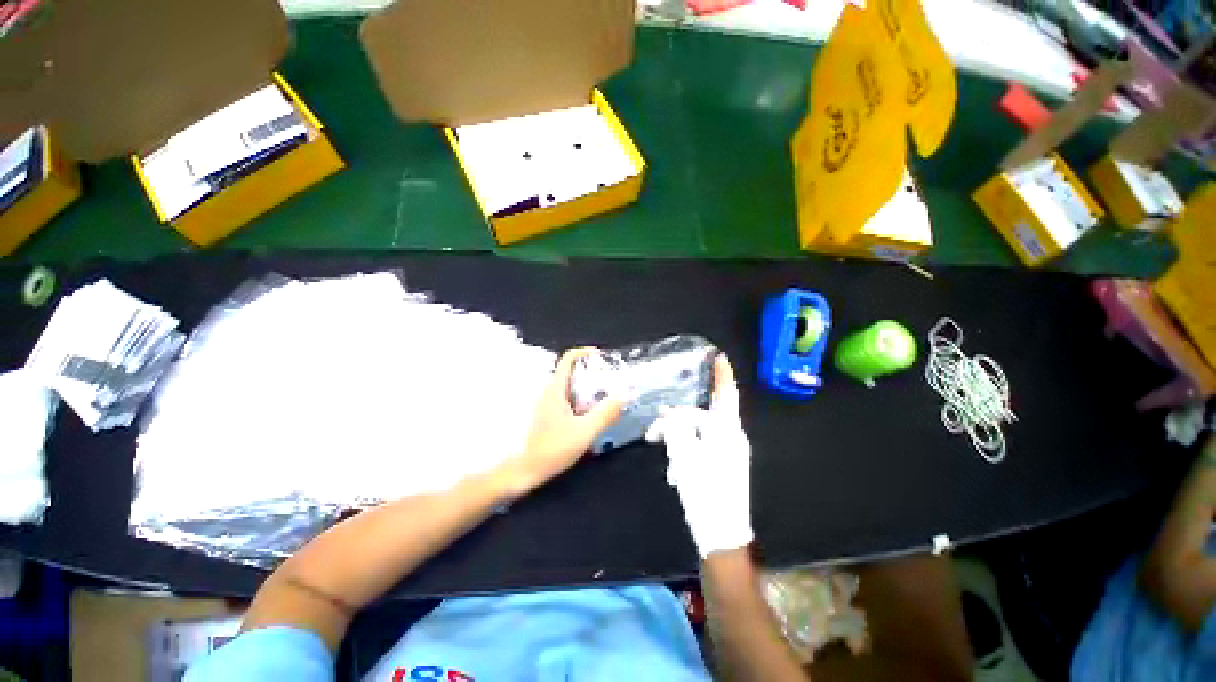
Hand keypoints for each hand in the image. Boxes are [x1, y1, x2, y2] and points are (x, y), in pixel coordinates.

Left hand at [501, 348, 622, 496]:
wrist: (525, 471)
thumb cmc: (552, 448)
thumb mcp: (585, 431)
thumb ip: (605, 413)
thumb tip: (624, 394)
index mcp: (555, 389)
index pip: (568, 358)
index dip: (585, 352)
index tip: (603, 357)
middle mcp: (549, 391)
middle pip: (571, 371)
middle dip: (592, 371)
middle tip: (611, 379)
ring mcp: (547, 403)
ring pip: (570, 386)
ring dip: (587, 386)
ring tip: (606, 395)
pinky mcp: (548, 415)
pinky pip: (568, 398)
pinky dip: (581, 398)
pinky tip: (592, 414)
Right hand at [646, 355, 752, 557]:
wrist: (722, 536)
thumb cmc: (706, 492)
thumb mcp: (685, 455)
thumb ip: (676, 427)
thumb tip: (668, 413)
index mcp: (727, 430)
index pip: (725, 395)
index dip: (721, 375)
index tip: (719, 357)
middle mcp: (731, 438)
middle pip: (702, 417)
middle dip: (678, 420)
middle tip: (654, 431)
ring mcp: (728, 453)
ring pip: (698, 434)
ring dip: (679, 440)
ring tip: (664, 457)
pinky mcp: (722, 466)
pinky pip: (700, 448)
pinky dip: (685, 454)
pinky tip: (676, 472)